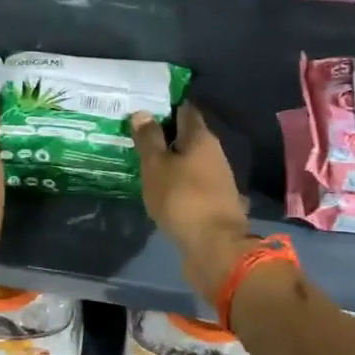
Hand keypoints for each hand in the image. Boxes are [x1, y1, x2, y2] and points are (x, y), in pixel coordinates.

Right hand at [132, 103, 256, 298]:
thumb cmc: (182, 198)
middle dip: (165, 135)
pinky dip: (177, 180)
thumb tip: (143, 112)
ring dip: (171, 160)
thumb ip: (149, 139)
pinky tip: (161, 187)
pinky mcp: (214, 201)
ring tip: (144, 162)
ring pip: (190, 160)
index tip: (144, 107)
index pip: (185, 110)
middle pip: (188, 136)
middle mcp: (214, 153)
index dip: (166, 106)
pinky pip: (192, 182)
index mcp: (201, 138)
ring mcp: (217, 179)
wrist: (215, 247)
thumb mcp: (156, 166)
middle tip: (137, 135)